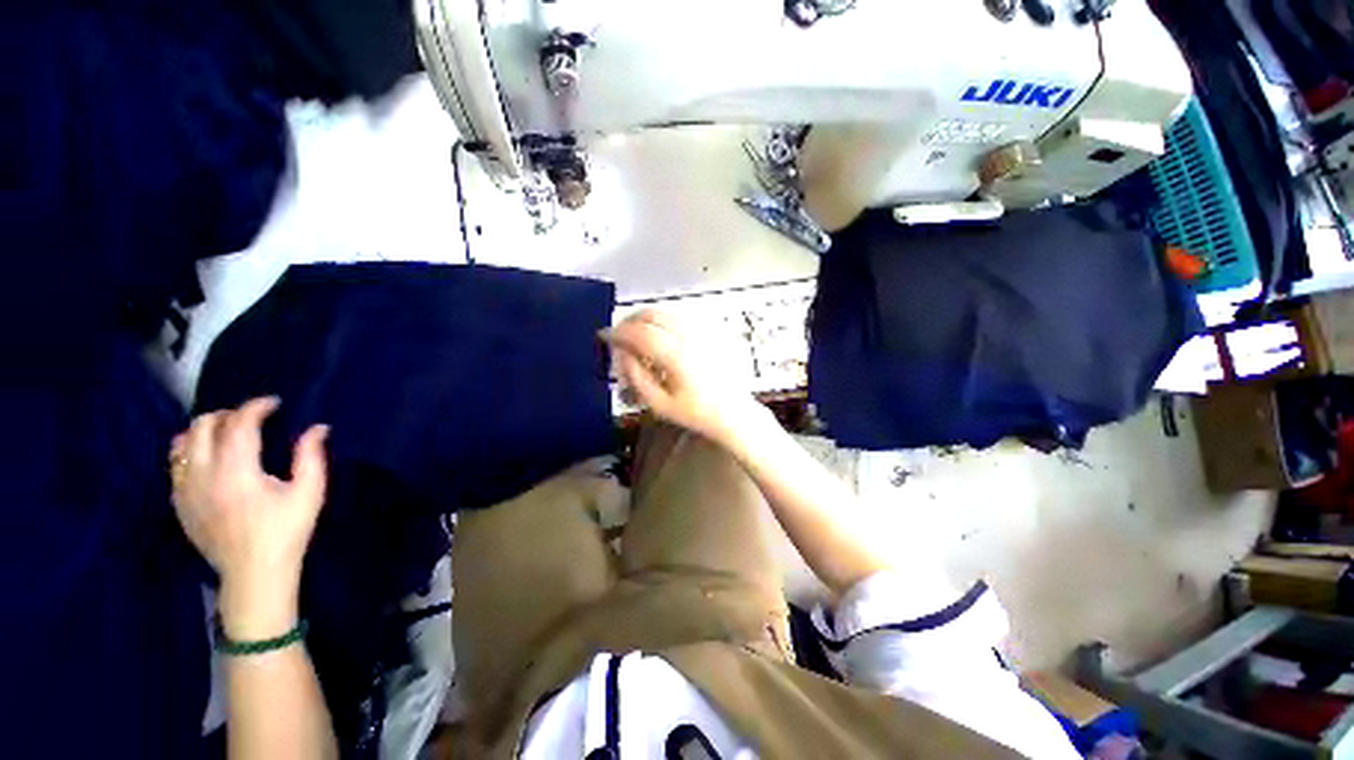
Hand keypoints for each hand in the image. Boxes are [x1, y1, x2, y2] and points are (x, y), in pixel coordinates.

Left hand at [170, 397, 329, 638]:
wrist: (253, 574)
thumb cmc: (286, 531)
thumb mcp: (309, 493)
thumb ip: (311, 456)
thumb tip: (318, 428)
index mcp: (237, 471)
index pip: (238, 424)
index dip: (255, 407)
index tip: (273, 403)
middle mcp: (203, 475)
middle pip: (202, 426)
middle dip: (227, 414)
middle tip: (251, 418)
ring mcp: (185, 490)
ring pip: (181, 443)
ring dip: (204, 431)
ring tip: (227, 434)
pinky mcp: (179, 503)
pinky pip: (174, 465)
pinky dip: (189, 452)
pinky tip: (209, 459)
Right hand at [601, 310, 763, 444]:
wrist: (733, 412)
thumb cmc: (695, 412)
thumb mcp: (659, 404)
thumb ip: (636, 376)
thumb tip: (622, 353)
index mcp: (676, 355)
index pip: (639, 332)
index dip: (618, 332)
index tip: (605, 336)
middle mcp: (690, 336)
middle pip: (652, 315)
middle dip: (630, 321)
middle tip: (620, 334)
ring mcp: (703, 331)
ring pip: (667, 312)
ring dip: (646, 318)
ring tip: (637, 334)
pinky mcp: (711, 331)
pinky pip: (682, 316)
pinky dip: (664, 320)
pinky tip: (661, 334)